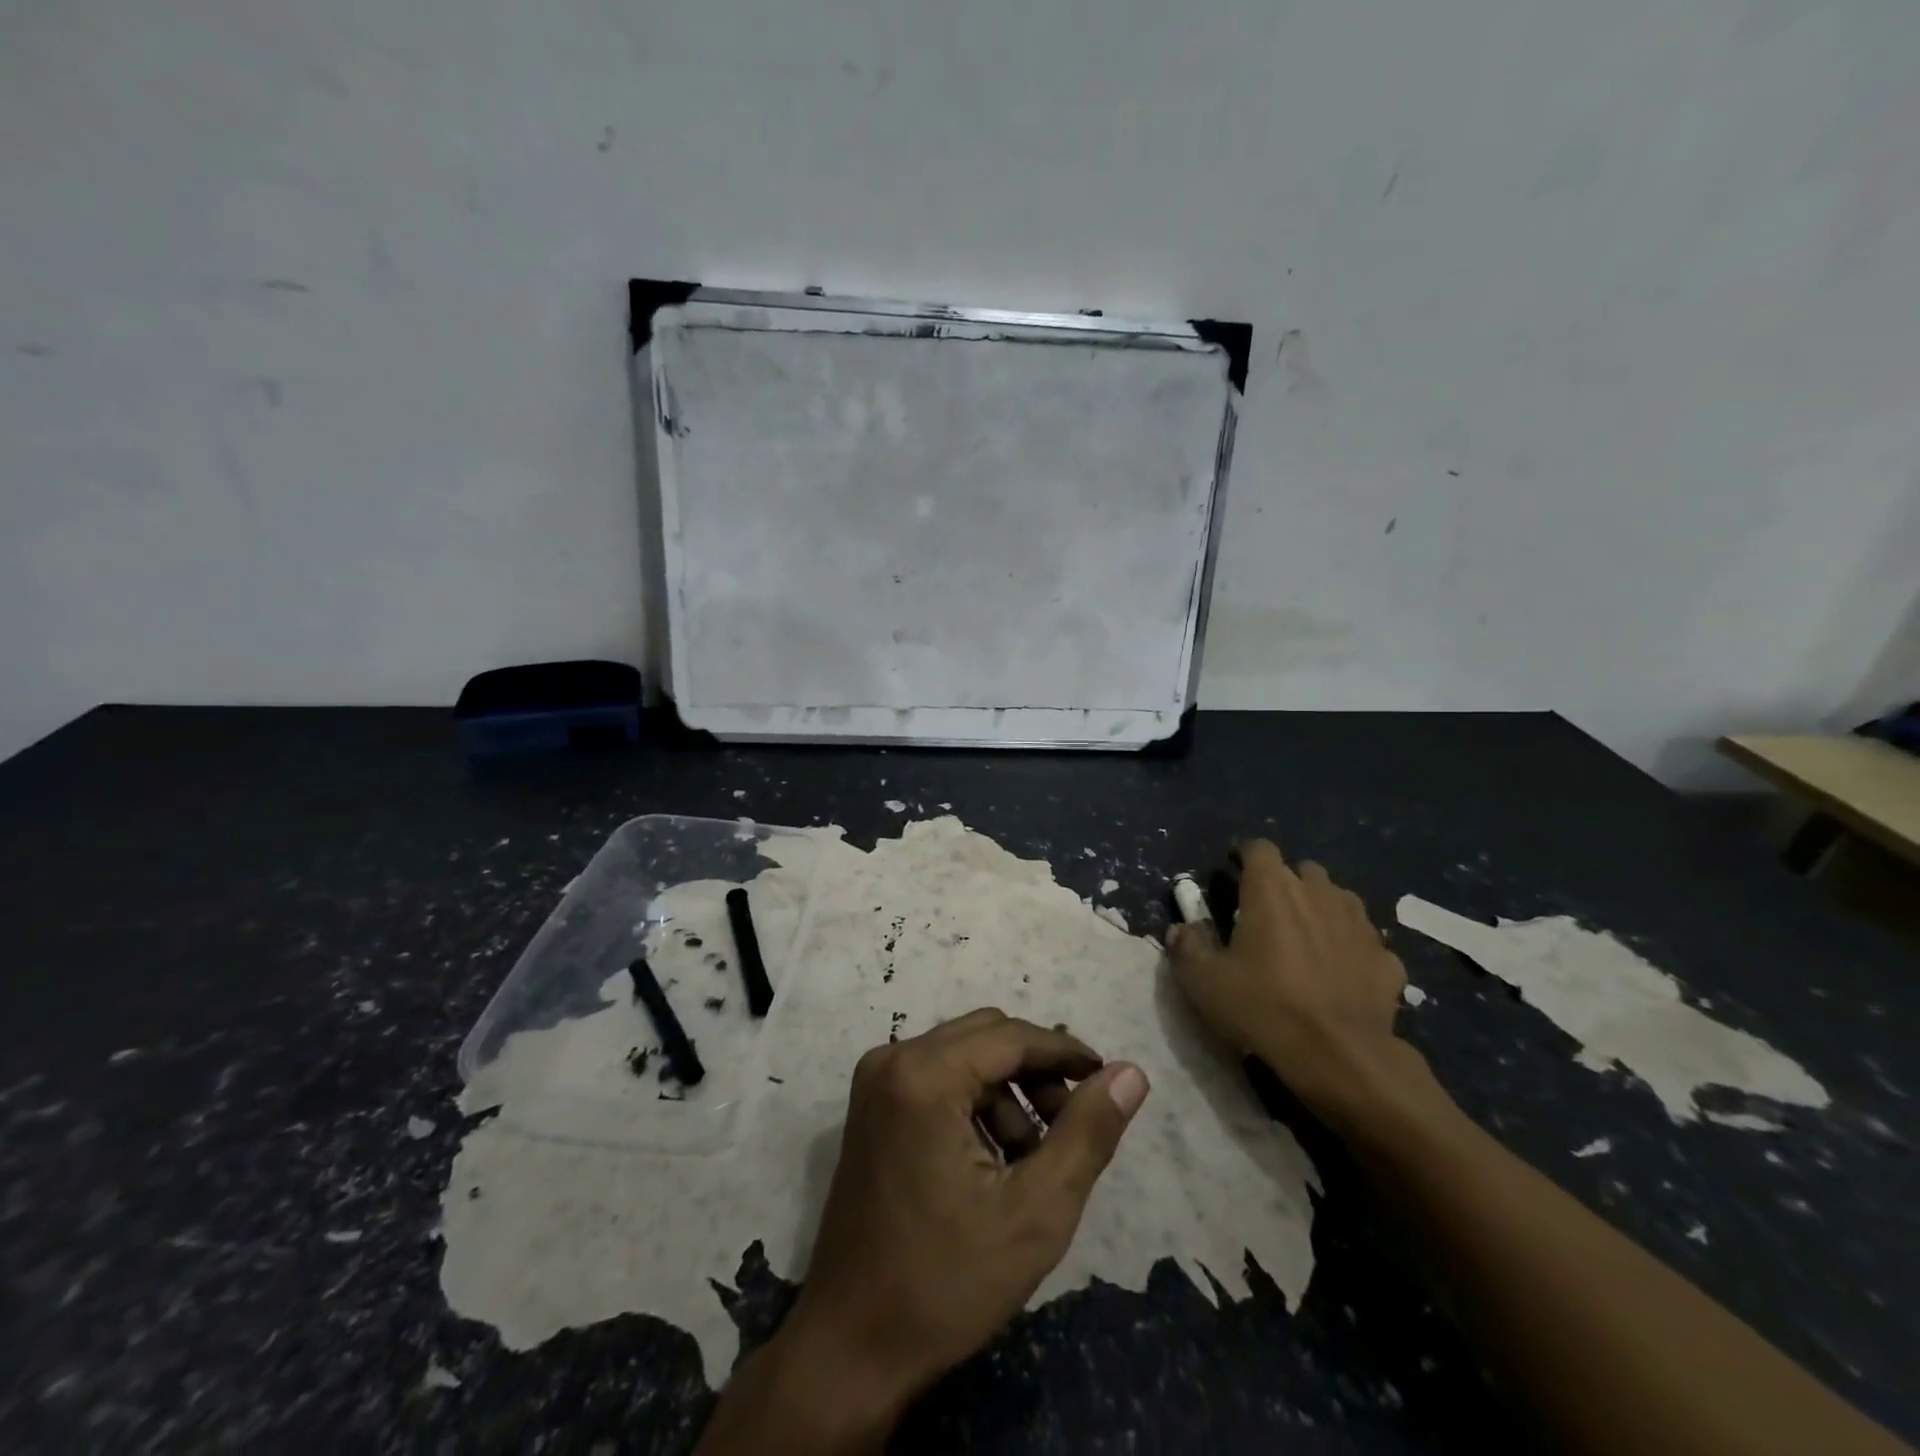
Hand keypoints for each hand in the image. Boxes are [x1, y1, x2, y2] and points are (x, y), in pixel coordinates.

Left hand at [700, 1009, 1149, 1453]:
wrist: (851, 1346)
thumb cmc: (946, 1282)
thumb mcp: (1036, 1211)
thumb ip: (1087, 1133)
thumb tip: (1131, 1073)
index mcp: (924, 1074)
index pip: (1012, 1036)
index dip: (1066, 1053)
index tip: (1108, 1081)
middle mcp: (893, 1059)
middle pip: (986, 1037)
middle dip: (1036, 1072)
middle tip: (1073, 1124)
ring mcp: (876, 1082)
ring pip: (964, 1056)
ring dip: (1007, 1092)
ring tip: (1035, 1157)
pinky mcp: (872, 1106)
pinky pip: (937, 1078)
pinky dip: (974, 1104)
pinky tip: (995, 1161)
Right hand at [1166, 839, 1416, 1128]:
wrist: (1340, 1057)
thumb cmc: (1263, 1007)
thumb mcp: (1203, 981)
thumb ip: (1186, 947)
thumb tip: (1180, 930)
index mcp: (1271, 889)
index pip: (1259, 848)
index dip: (1244, 856)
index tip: (1233, 874)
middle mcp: (1319, 894)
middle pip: (1302, 870)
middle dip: (1285, 883)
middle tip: (1266, 914)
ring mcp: (1359, 924)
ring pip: (1339, 899)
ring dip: (1321, 909)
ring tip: (1306, 939)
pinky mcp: (1387, 958)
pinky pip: (1364, 941)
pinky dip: (1351, 948)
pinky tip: (1341, 973)